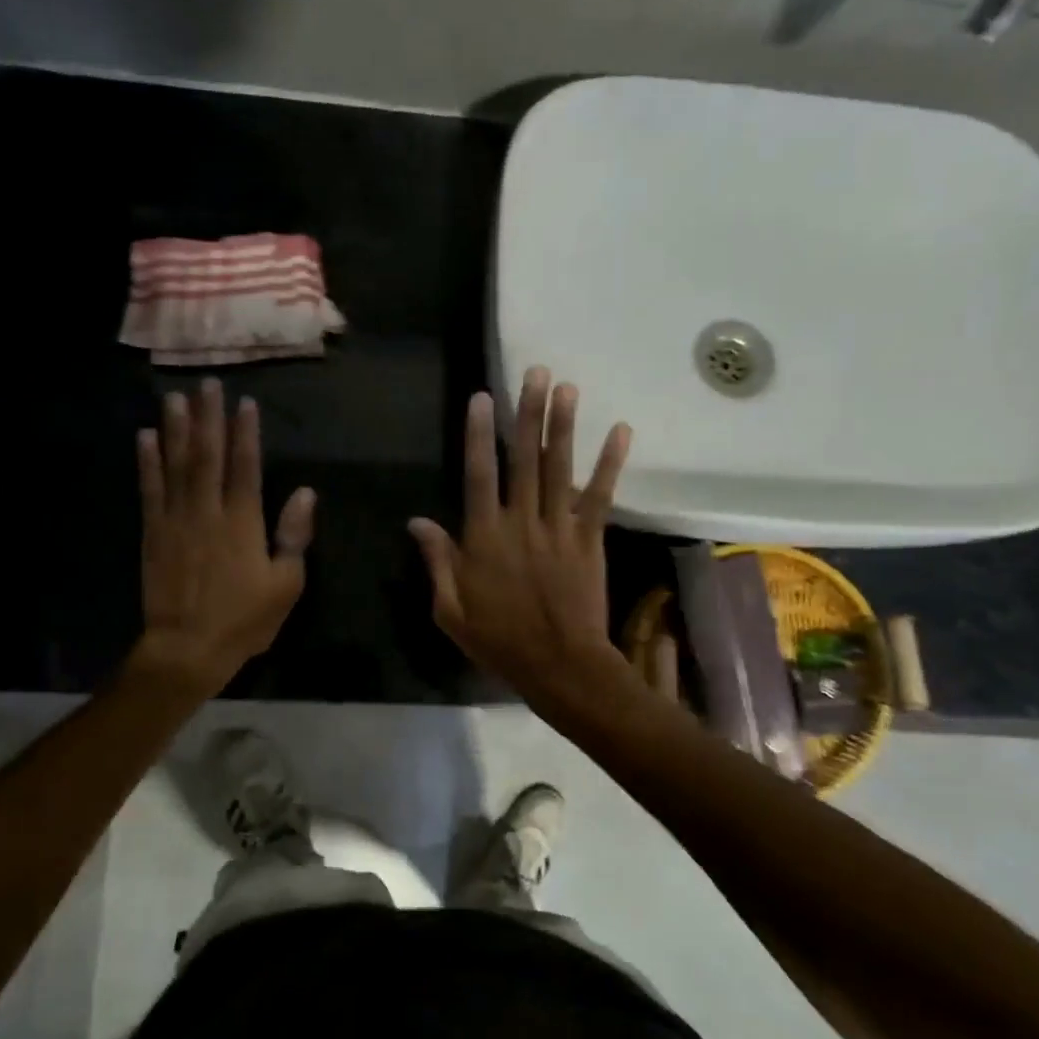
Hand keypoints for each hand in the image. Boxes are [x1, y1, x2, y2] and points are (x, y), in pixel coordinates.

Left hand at [133, 379, 315, 696]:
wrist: (187, 648)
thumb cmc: (244, 620)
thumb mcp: (286, 585)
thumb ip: (293, 536)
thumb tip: (305, 493)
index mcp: (243, 523)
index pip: (246, 467)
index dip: (246, 433)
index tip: (244, 403)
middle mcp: (207, 512)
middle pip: (208, 456)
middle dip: (209, 418)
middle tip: (206, 384)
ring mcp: (175, 520)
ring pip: (176, 465)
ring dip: (176, 429)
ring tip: (175, 398)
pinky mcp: (152, 534)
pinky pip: (149, 490)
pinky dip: (147, 463)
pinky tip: (145, 438)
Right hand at [409, 367, 634, 712]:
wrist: (560, 666)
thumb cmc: (499, 641)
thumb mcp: (451, 610)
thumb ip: (437, 562)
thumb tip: (417, 522)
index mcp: (484, 537)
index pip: (479, 475)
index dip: (479, 435)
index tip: (482, 398)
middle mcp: (522, 522)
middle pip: (525, 460)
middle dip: (529, 414)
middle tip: (536, 372)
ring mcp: (559, 528)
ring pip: (561, 469)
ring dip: (564, 426)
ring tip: (568, 387)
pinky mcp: (590, 540)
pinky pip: (601, 497)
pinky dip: (611, 464)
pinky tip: (621, 431)